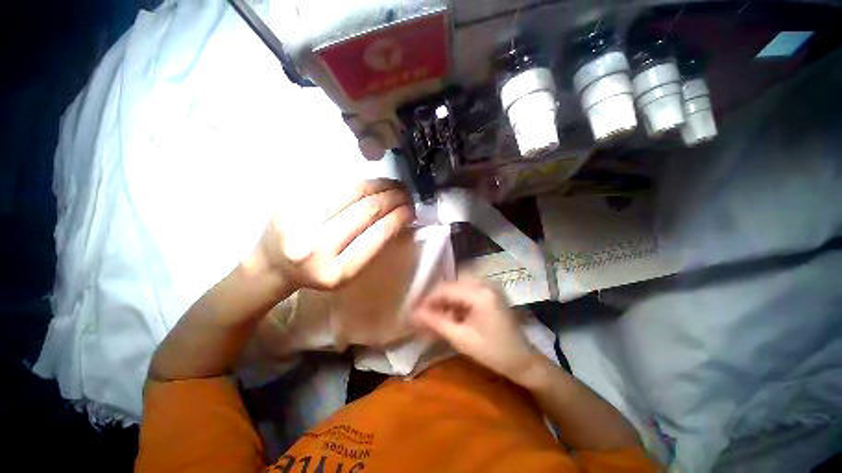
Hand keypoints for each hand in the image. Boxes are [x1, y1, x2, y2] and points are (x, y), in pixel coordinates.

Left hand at [253, 179, 414, 290]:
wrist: (273, 266)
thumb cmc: (318, 272)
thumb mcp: (350, 272)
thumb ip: (373, 247)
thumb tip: (398, 217)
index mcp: (337, 272)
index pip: (377, 235)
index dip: (398, 218)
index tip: (411, 209)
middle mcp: (316, 248)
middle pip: (366, 211)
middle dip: (392, 198)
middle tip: (406, 193)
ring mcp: (299, 221)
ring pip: (351, 193)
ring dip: (379, 185)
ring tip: (393, 185)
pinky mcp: (289, 202)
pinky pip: (334, 186)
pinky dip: (358, 183)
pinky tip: (371, 184)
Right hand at [412, 280, 538, 381]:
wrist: (523, 361)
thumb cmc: (494, 353)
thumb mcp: (462, 339)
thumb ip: (436, 323)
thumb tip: (414, 314)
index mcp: (480, 293)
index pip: (446, 289)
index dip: (427, 299)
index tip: (412, 310)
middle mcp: (484, 283)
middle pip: (450, 286)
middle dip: (435, 301)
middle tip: (422, 315)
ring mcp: (487, 286)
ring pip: (456, 289)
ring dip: (444, 302)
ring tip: (433, 318)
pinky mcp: (488, 293)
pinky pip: (465, 293)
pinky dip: (454, 304)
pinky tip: (448, 317)